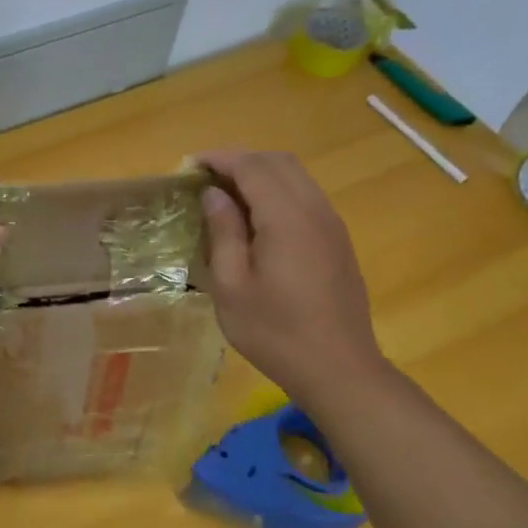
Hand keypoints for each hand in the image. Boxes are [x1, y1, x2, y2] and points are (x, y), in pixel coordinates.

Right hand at [195, 150, 386, 401]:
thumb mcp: (232, 286)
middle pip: (279, 162)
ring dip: (261, 174)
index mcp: (286, 218)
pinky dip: (278, 191)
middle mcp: (314, 210)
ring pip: (297, 176)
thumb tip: (214, 194)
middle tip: (205, 178)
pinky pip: (306, 196)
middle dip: (240, 160)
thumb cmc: (275, 331)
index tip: (189, 165)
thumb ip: (224, 232)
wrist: (338, 368)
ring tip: (226, 195)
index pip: (252, 167)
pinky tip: (256, 218)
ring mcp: (331, 225)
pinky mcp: (338, 241)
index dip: (219, 159)